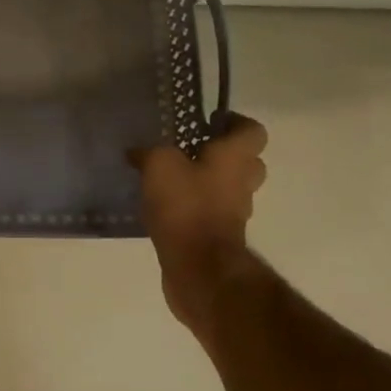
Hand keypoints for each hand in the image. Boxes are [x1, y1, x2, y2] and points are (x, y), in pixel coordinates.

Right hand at [134, 115, 268, 329]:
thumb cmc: (186, 207)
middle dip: (222, 154)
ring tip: (170, 177)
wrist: (198, 269)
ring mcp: (234, 213)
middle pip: (246, 161)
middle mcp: (241, 183)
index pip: (253, 131)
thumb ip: (149, 152)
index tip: (207, 122)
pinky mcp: (219, 237)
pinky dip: (195, 207)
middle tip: (190, 149)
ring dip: (206, 182)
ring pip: (228, 188)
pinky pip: (211, 213)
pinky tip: (164, 206)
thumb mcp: (159, 165)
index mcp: (235, 158)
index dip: (234, 122)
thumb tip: (137, 152)